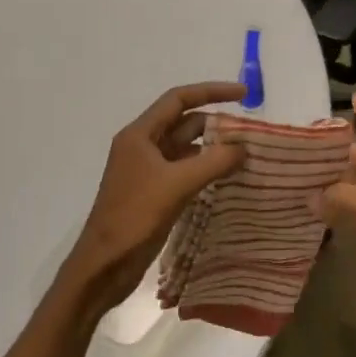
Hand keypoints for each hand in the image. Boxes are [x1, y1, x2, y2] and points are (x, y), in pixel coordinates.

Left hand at [59, 82, 247, 315]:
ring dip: (214, 149)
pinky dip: (206, 171)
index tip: (243, 94)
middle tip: (251, 133)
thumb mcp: (177, 184)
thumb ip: (213, 162)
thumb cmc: (134, 217)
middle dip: (217, 124)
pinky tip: (229, 179)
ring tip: (247, 155)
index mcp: (139, 135)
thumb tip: (243, 148)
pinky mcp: (154, 193)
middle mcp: (143, 147)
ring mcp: (148, 171)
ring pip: (187, 149)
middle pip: (184, 124)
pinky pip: (185, 172)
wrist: (104, 264)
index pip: (178, 99)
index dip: (211, 91)